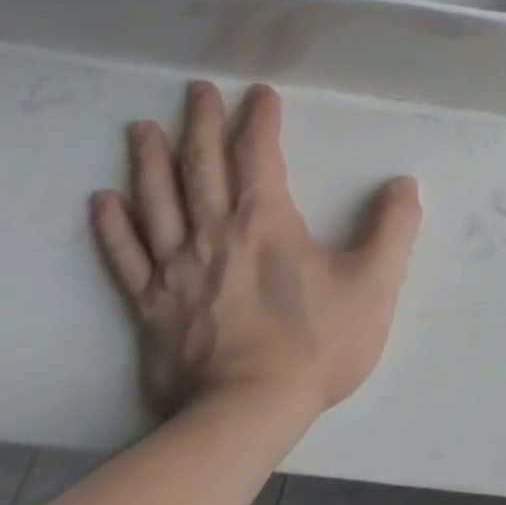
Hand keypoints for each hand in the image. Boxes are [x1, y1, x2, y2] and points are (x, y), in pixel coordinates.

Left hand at [88, 82, 422, 423]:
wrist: (246, 413)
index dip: (259, 121)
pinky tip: (102, 201)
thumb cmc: (318, 341)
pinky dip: (111, 226)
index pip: (258, 157)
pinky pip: (124, 257)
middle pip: (200, 169)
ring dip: (149, 162)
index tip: (260, 93)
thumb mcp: (377, 280)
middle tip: (196, 91)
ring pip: (156, 203)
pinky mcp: (150, 306)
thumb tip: (402, 185)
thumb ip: (393, 227)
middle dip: (201, 125)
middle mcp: (212, 235)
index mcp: (265, 224)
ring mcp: (174, 271)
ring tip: (141, 129)